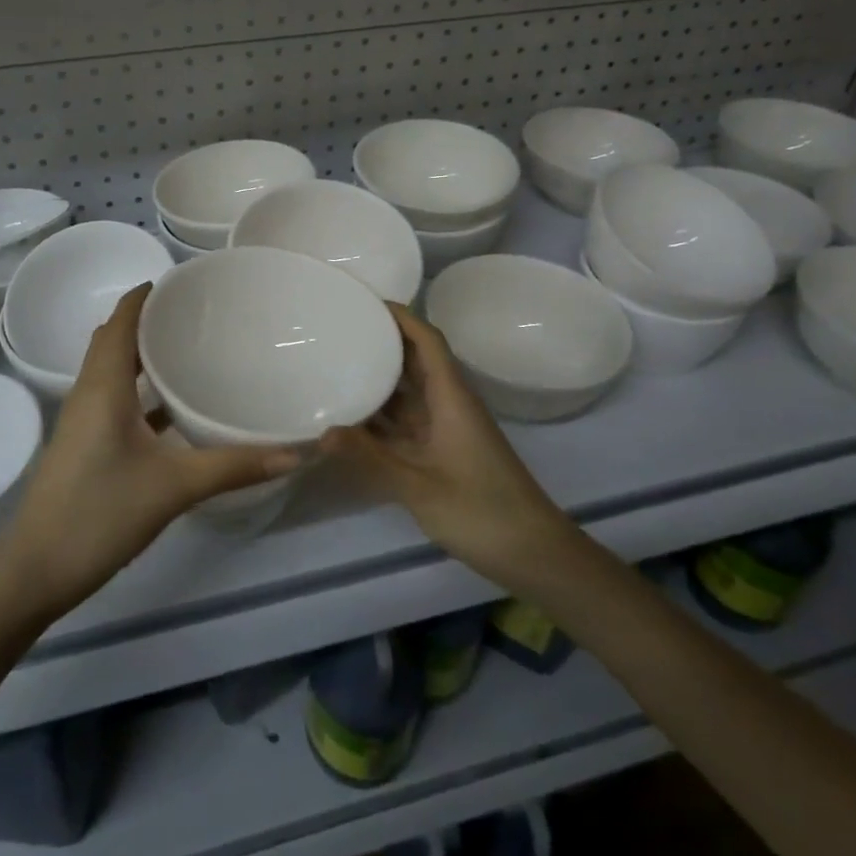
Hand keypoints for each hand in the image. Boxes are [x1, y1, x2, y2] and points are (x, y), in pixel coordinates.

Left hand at [0, 283, 302, 623]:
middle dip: (149, 320)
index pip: (121, 321)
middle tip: (198, 314)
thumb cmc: (99, 513)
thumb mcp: (173, 487)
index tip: (185, 282)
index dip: (145, 295)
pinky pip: (114, 399)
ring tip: (191, 349)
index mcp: (103, 385)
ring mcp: (84, 420)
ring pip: (113, 370)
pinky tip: (174, 408)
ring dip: (143, 355)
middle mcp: (89, 392)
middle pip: (115, 339)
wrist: (35, 571)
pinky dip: (141, 390)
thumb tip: (293, 453)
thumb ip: (233, 467)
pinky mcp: (86, 444)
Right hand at [321, 303, 572, 590]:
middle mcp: (449, 405)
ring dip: (380, 379)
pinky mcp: (444, 452)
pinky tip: (352, 417)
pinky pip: (408, 421)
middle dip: (383, 342)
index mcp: (451, 398)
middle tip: (339, 331)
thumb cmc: (481, 511)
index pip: (428, 340)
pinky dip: (383, 415)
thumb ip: (370, 457)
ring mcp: (447, 429)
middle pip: (416, 360)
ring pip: (410, 392)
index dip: (401, 316)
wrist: (534, 554)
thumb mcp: (419, 485)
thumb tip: (321, 432)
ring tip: (337, 364)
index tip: (365, 301)